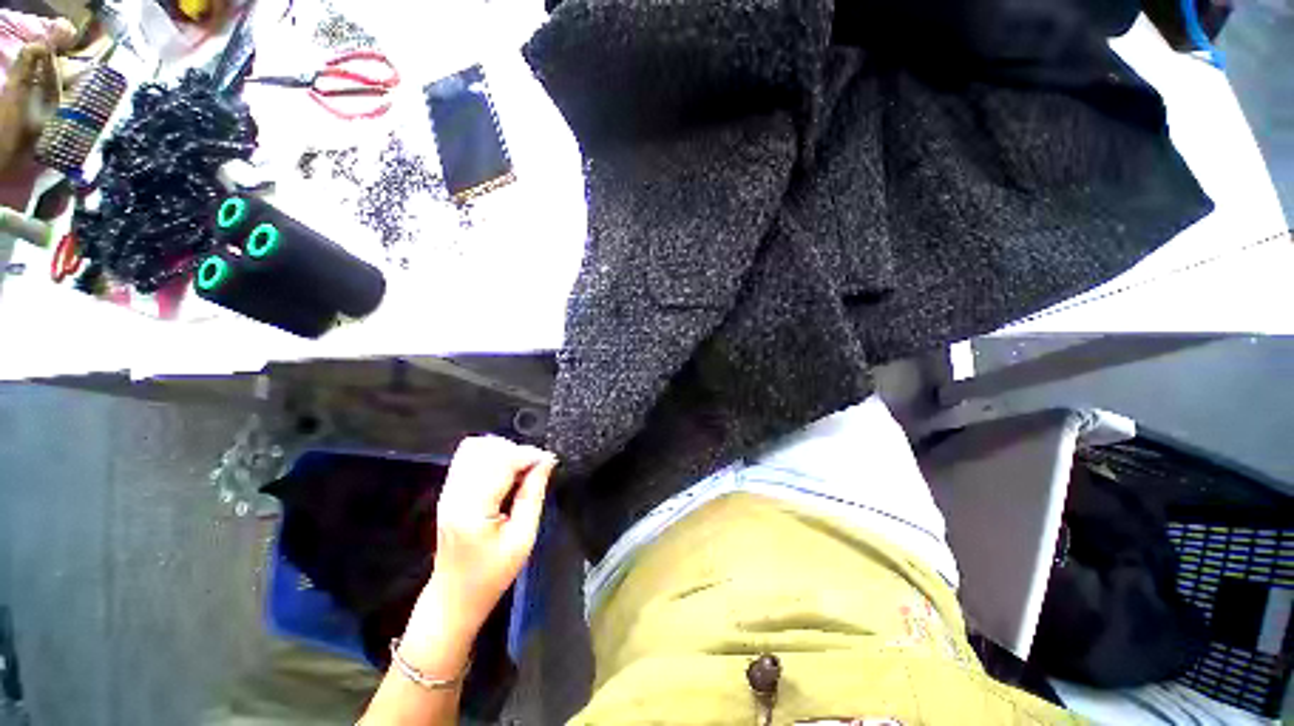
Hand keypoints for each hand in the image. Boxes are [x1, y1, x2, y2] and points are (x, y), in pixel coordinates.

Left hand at [405, 437, 556, 656]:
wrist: (454, 597)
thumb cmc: (492, 574)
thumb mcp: (522, 538)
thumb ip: (533, 495)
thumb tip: (547, 462)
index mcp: (472, 509)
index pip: (501, 462)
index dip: (530, 455)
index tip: (549, 462)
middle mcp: (455, 493)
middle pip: (486, 448)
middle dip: (517, 451)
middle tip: (535, 469)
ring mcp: (448, 490)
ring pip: (475, 447)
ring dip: (503, 451)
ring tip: (520, 470)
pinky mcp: (448, 491)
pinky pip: (468, 457)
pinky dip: (491, 456)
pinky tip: (505, 473)